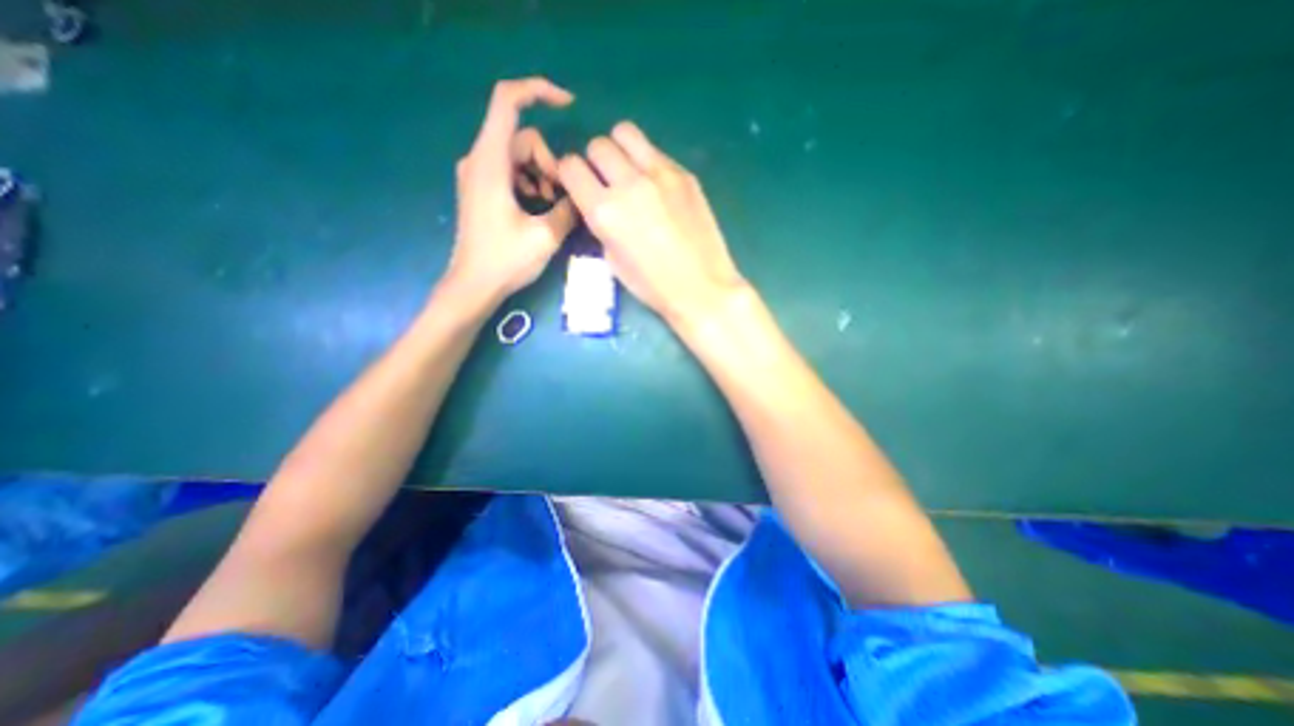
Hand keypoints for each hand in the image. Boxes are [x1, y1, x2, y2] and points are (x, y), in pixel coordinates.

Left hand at [452, 77, 580, 302]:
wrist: (473, 285)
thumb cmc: (505, 261)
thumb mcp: (546, 237)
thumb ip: (569, 210)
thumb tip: (583, 196)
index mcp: (491, 162)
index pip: (508, 101)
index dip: (539, 91)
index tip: (568, 104)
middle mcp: (479, 159)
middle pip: (523, 137)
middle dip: (550, 161)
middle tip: (561, 197)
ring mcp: (478, 174)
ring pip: (519, 156)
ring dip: (543, 175)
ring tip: (551, 207)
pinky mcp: (481, 189)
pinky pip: (511, 171)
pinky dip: (530, 183)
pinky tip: (538, 208)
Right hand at [557, 122, 748, 324]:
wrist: (702, 287)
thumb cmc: (654, 286)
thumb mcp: (613, 261)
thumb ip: (601, 224)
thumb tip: (601, 204)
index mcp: (604, 211)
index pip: (571, 166)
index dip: (571, 175)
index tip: (579, 185)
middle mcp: (629, 183)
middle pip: (598, 145)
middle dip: (595, 162)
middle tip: (607, 182)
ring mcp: (660, 174)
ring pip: (626, 133)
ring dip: (620, 150)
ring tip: (630, 173)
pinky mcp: (685, 174)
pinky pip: (656, 152)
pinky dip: (648, 162)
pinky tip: (659, 188)